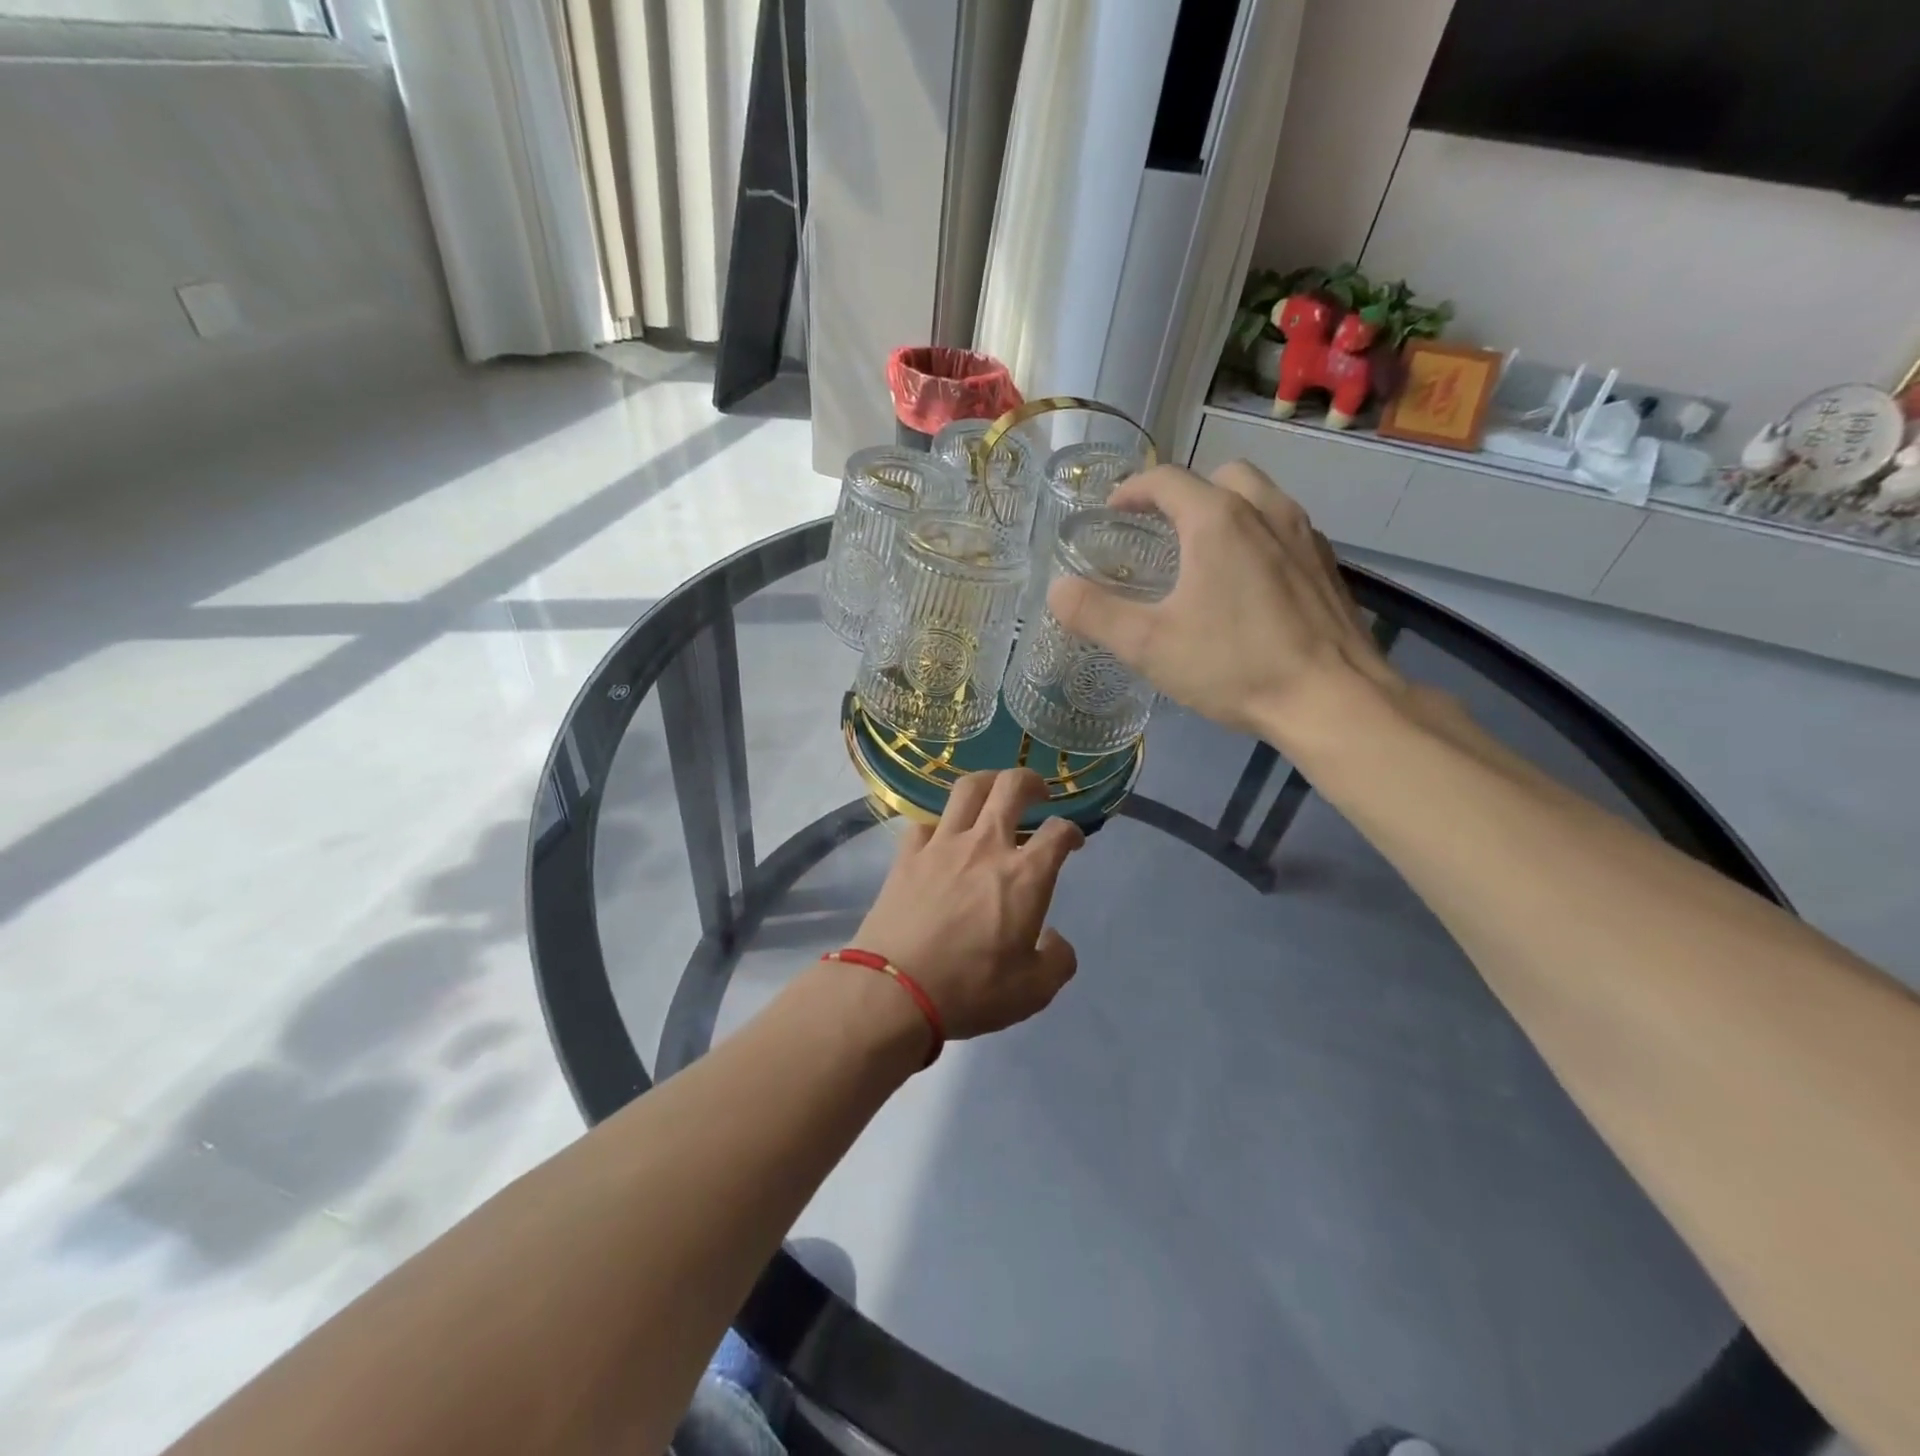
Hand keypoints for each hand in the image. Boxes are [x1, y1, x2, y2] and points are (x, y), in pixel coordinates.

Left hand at [851, 770, 1083, 1040]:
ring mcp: (942, 845)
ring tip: (993, 791)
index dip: (1072, 831)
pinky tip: (943, 834)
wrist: (895, 990)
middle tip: (1037, 793)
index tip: (1072, 842)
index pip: (1058, 832)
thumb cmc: (971, 990)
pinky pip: (925, 821)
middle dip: (1031, 780)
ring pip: (967, 789)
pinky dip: (940, 822)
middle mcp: (986, 846)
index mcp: (1025, 876)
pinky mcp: (907, 854)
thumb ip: (1057, 960)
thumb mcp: (1034, 991)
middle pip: (1011, 787)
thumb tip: (1055, 940)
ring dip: (987, 781)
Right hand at [1047, 460, 1402, 743]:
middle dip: (1185, 493)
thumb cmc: (1235, 666)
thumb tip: (1057, 591)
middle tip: (1161, 529)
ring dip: (1225, 510)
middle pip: (1220, 476)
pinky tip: (1248, 583)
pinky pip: (1285, 529)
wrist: (1333, 699)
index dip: (1132, 490)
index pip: (1167, 480)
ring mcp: (1304, 535)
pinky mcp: (1327, 565)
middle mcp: (1265, 511)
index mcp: (1217, 520)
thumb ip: (1096, 614)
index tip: (1112, 510)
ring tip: (1202, 553)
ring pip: (1259, 498)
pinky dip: (1257, 535)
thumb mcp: (1149, 646)